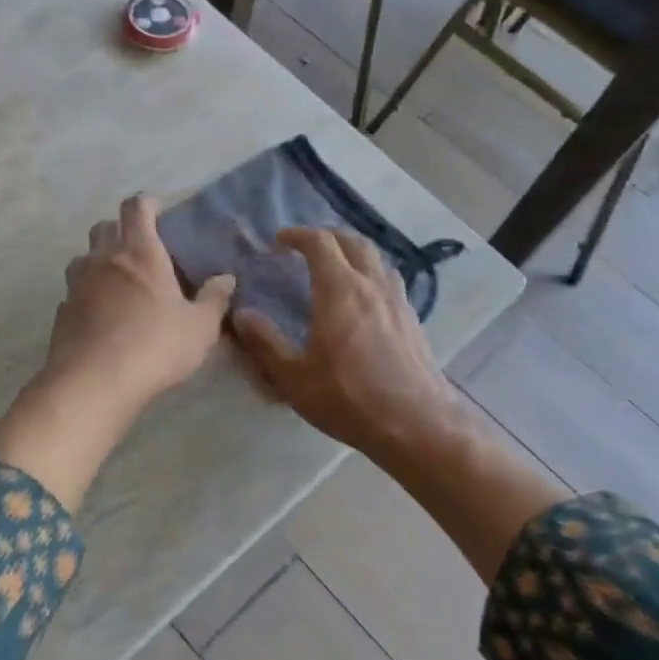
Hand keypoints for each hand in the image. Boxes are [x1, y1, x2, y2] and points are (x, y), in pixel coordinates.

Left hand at [45, 195, 234, 411]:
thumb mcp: (199, 328)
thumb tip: (226, 279)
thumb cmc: (154, 346)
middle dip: (120, 230)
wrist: (93, 382)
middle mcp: (103, 259)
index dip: (146, 204)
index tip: (157, 212)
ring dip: (98, 262)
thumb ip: (214, 300)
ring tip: (118, 284)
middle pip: (104, 227)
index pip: (136, 208)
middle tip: (140, 251)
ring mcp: (77, 284)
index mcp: (139, 252)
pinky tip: (101, 317)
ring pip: (83, 257)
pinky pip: (74, 292)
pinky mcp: (61, 311)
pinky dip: (86, 295)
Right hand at [233, 227, 463, 463]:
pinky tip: (363, 299)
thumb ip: (265, 342)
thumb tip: (241, 314)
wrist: (417, 424)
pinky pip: (389, 281)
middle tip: (305, 247)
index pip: (319, 243)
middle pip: (352, 241)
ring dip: (352, 253)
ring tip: (335, 267)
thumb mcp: (294, 377)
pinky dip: (371, 275)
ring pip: (376, 259)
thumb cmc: (349, 398)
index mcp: (339, 290)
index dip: (297, 235)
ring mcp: (397, 301)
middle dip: (327, 236)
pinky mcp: (412, 319)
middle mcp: (371, 285)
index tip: (279, 242)